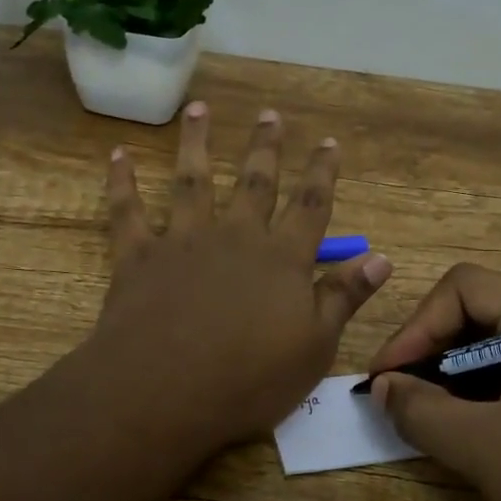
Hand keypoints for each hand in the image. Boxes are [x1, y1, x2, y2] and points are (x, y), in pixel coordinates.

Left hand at [91, 101, 392, 449]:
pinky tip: (118, 155)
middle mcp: (235, 236)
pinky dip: (122, 181)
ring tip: (198, 109)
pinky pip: (128, 210)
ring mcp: (183, 241)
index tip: (328, 142)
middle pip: (255, 182)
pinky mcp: (138, 256)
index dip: (322, 173)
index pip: (310, 205)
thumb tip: (381, 258)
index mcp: (281, 258)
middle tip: (269, 114)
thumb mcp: (315, 347)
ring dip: (196, 142)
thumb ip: (344, 297)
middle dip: (265, 147)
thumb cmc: (249, 379)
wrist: (164, 391)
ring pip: (192, 180)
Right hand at [369, 264, 500, 500]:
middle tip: (403, 398)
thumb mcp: (488, 452)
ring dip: (460, 377)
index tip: (387, 378)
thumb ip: (422, 411)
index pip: (464, 287)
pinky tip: (480, 435)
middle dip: (434, 351)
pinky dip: (493, 397)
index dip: (416, 326)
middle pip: (484, 312)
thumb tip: (382, 386)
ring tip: (434, 420)